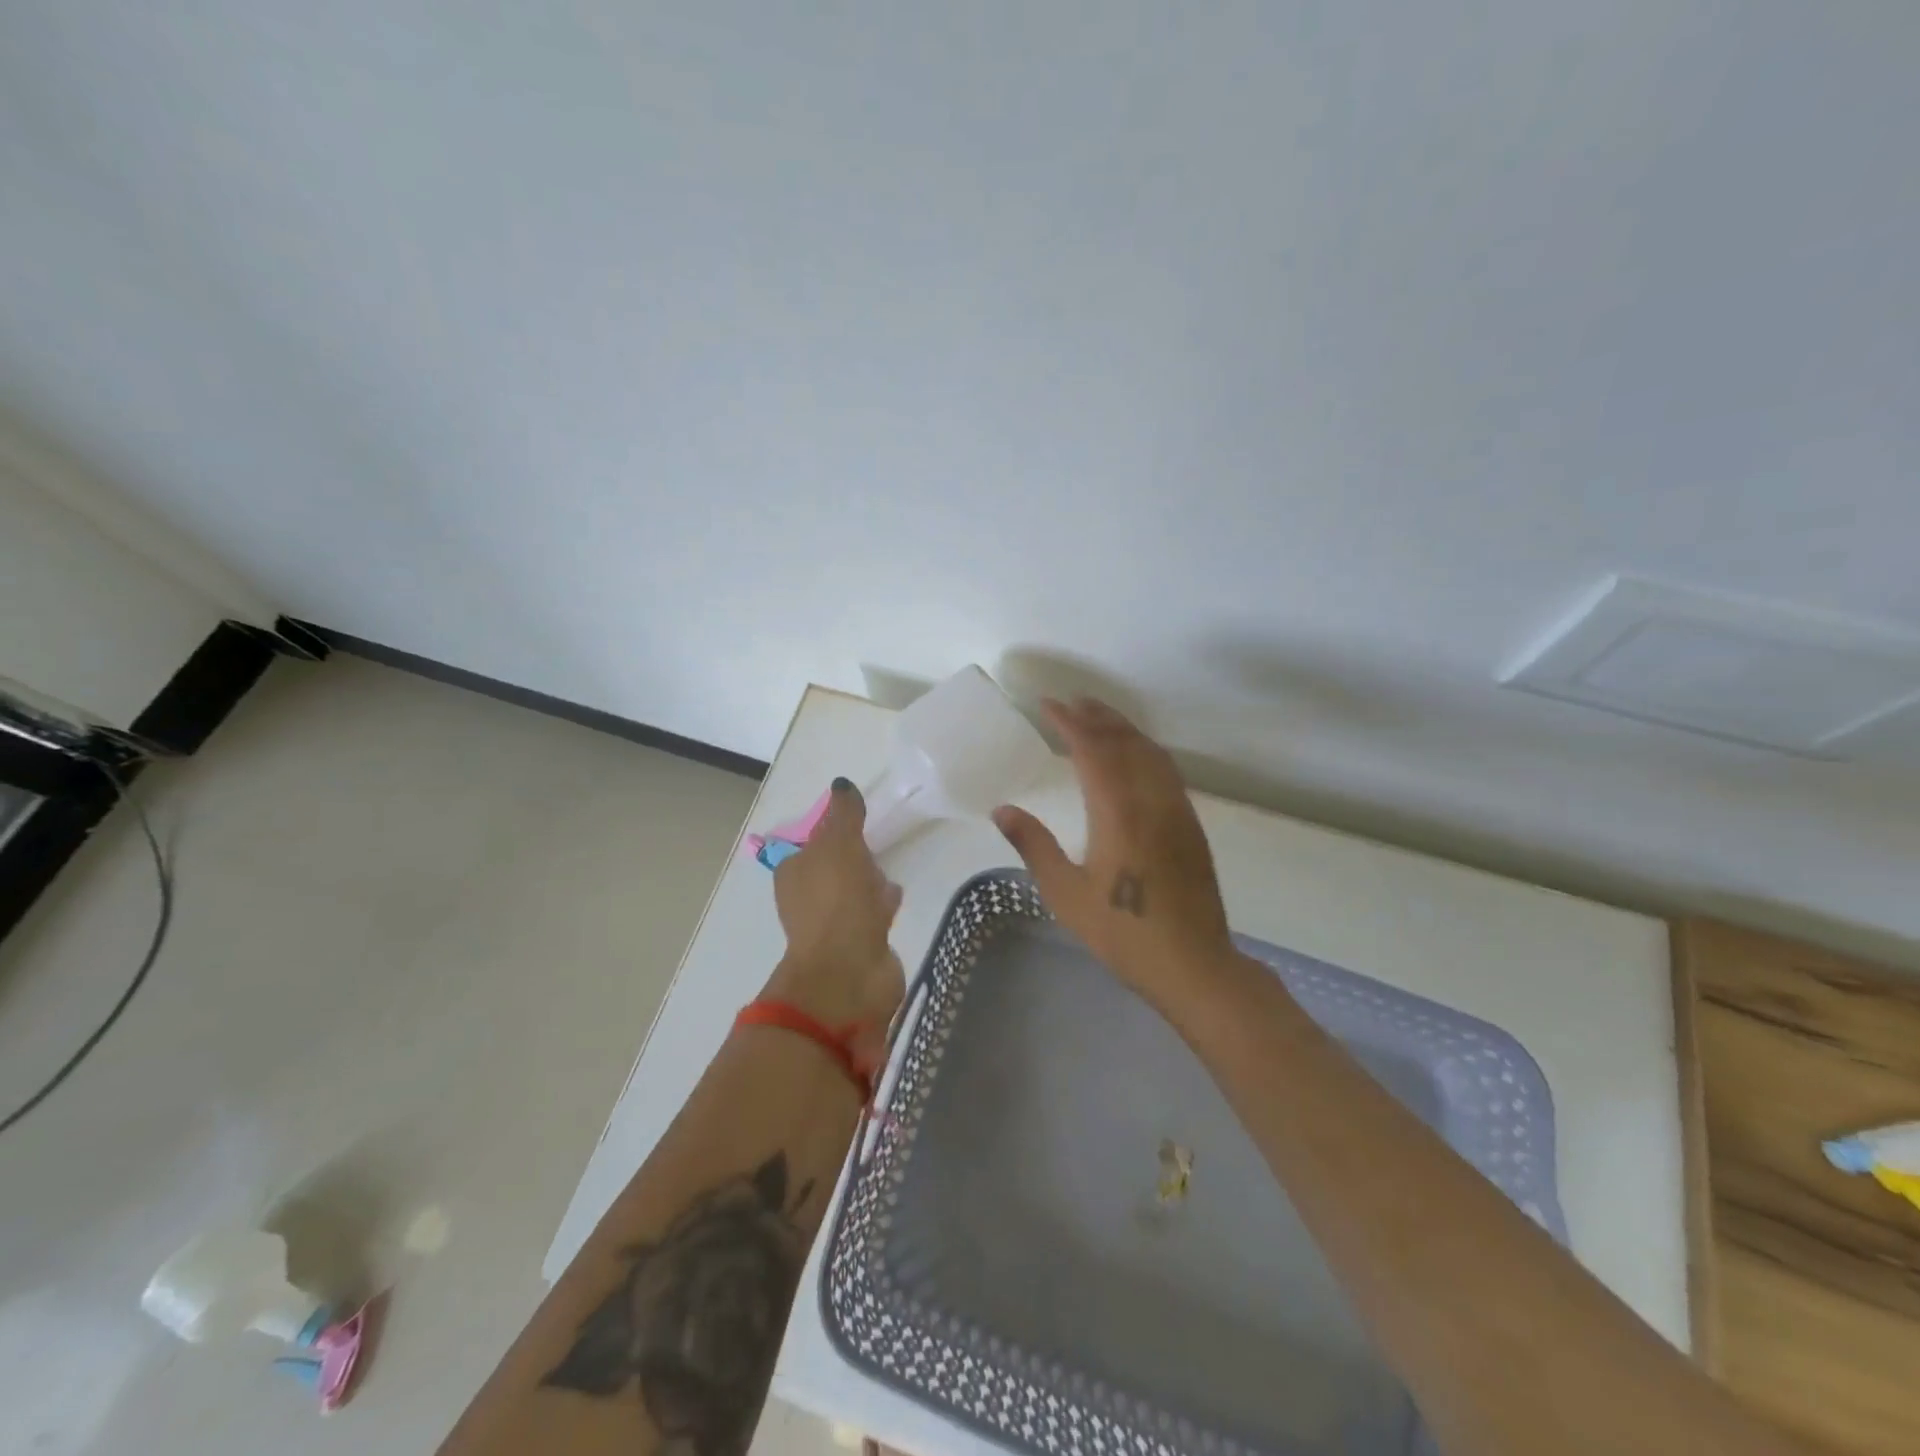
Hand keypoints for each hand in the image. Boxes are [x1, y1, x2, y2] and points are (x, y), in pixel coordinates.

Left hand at [766, 779, 905, 1061]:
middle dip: (853, 858)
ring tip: (889, 874)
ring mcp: (832, 926)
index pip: (813, 843)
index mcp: (794, 873)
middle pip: (833, 869)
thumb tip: (842, 784)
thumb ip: (844, 813)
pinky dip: (880, 906)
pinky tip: (895, 901)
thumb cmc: (838, 900)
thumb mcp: (840, 843)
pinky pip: (871, 916)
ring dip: (869, 883)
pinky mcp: (857, 946)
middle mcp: (807, 899)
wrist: (849, 971)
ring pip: (853, 894)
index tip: (858, 823)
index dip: (834, 832)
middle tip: (875, 847)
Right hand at [993, 699, 1235, 1008]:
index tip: (1047, 705)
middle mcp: (1150, 799)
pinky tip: (1135, 754)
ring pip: (1150, 751)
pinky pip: (1166, 769)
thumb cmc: (1122, 932)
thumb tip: (1002, 809)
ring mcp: (1175, 809)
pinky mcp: (1189, 824)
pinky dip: (1145, 748)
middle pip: (1123, 742)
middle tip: (1072, 701)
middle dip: (1097, 717)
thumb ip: (1033, 846)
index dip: (1069, 722)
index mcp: (1117, 812)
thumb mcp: (1066, 893)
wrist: (1193, 964)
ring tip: (1099, 717)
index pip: (1091, 749)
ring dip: (1123, 728)